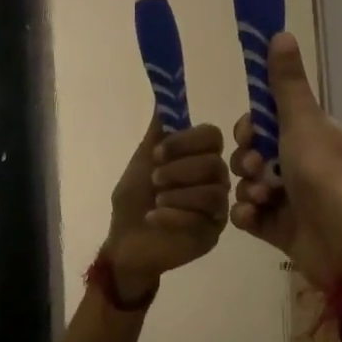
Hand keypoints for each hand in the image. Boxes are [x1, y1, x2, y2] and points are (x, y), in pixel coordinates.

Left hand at [103, 119, 230, 300]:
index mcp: (199, 157)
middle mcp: (214, 179)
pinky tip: (153, 217)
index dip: (186, 141)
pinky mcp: (212, 233)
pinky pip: (202, 218)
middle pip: (215, 164)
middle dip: (180, 169)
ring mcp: (216, 208)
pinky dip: (173, 215)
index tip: (157, 153)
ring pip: (213, 192)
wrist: (125, 242)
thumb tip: (164, 98)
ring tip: (156, 201)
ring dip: (178, 193)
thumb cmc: (134, 201)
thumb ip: (157, 134)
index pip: (212, 136)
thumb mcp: (141, 162)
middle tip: (154, 180)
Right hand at [230, 32, 341, 287]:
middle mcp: (300, 165)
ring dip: (247, 189)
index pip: (266, 123)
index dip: (250, 127)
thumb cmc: (325, 174)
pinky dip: (248, 215)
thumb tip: (280, 32)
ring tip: (262, 198)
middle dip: (245, 161)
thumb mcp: (302, 122)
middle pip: (251, 154)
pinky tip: (255, 217)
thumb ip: (286, 83)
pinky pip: (249, 214)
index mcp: (310, 137)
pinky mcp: (279, 229)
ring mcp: (289, 199)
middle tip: (255, 169)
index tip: (249, 134)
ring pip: (247, 185)